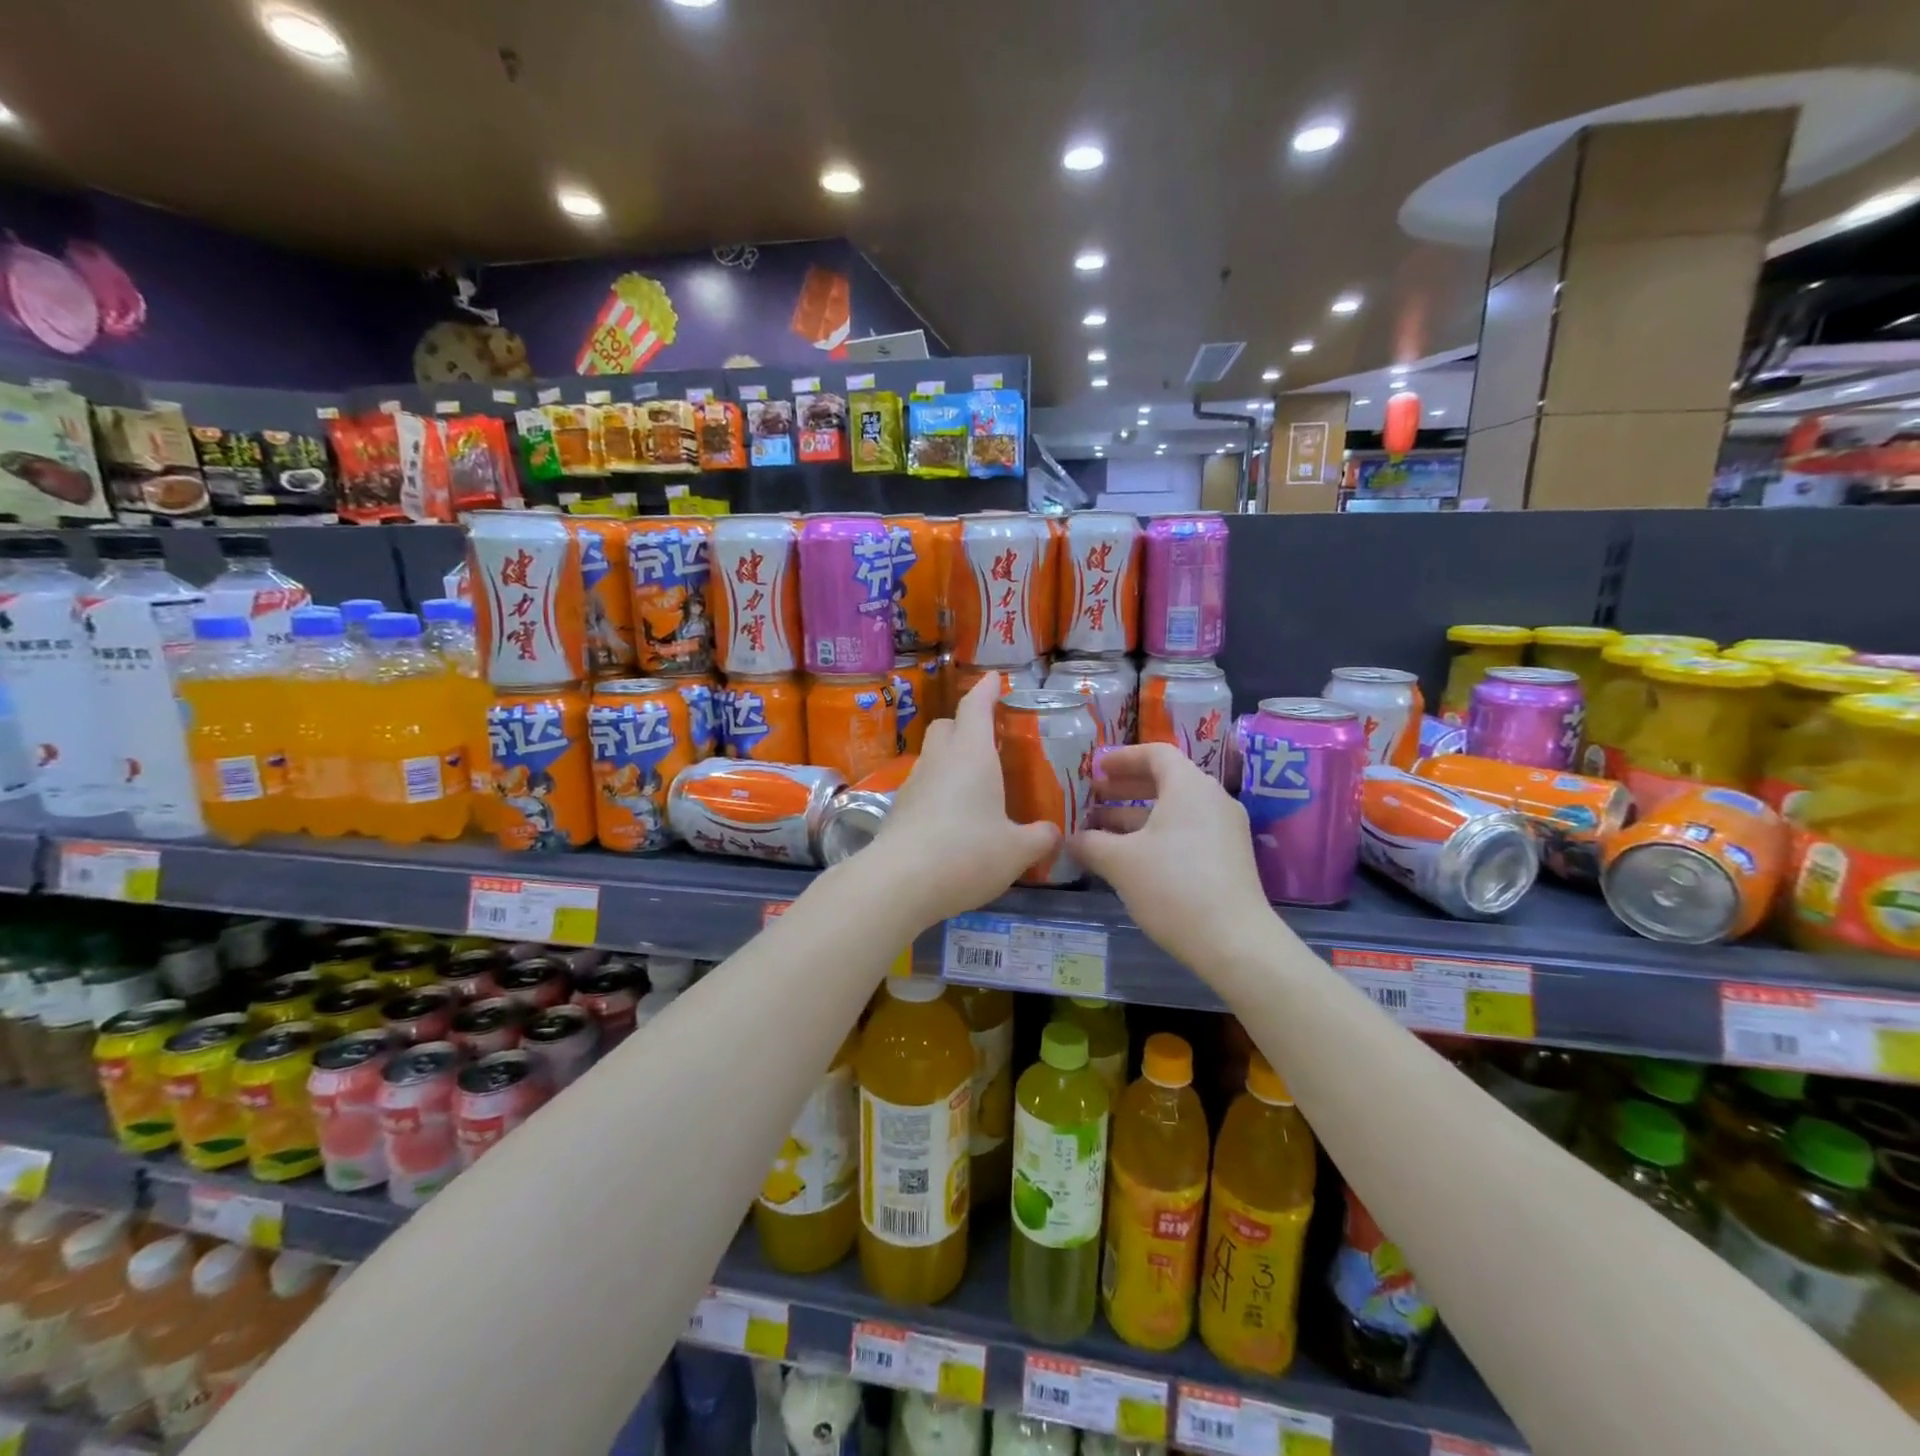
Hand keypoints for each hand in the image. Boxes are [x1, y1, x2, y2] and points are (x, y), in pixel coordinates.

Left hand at [868, 676, 1060, 926]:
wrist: (899, 883)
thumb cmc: (967, 853)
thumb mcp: (1016, 851)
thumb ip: (1039, 838)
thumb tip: (1052, 833)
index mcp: (972, 755)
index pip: (976, 707)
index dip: (986, 690)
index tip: (994, 679)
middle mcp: (939, 761)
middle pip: (946, 726)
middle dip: (965, 724)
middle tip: (988, 739)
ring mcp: (913, 785)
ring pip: (932, 757)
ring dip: (950, 760)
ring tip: (974, 785)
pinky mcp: (898, 811)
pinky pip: (922, 788)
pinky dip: (938, 791)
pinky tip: (953, 819)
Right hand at [1069, 744, 1275, 973]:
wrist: (1234, 941)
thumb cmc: (1173, 886)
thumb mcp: (1120, 862)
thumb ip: (1091, 843)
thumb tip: (1070, 839)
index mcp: (1189, 786)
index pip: (1155, 754)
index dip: (1122, 758)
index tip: (1095, 769)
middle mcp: (1212, 799)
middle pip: (1165, 780)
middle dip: (1125, 789)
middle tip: (1092, 798)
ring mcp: (1225, 830)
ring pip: (1175, 809)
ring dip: (1137, 815)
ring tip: (1101, 831)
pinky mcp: (1229, 858)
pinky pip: (1188, 831)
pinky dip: (1158, 834)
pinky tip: (1131, 857)